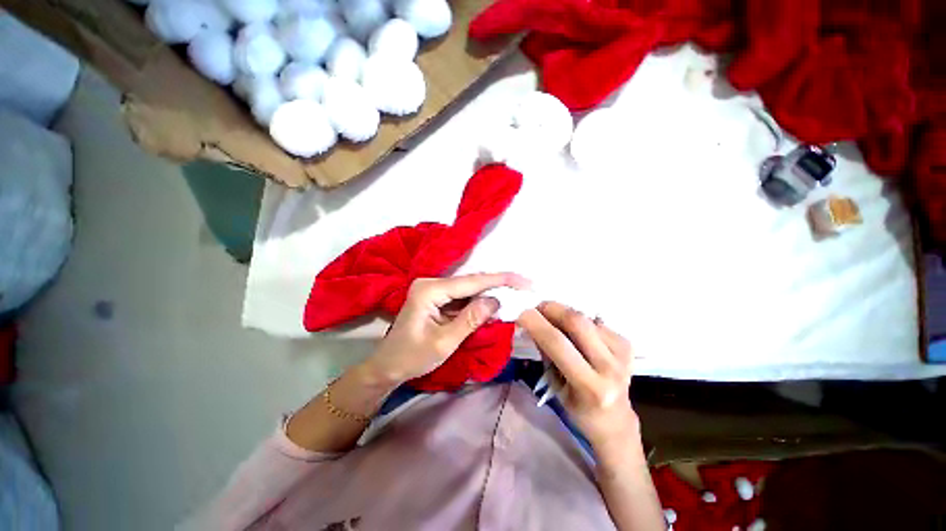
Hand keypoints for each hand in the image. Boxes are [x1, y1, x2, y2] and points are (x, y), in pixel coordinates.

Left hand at [361, 273, 529, 385]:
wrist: (388, 366)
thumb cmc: (411, 357)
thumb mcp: (444, 342)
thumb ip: (470, 319)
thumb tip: (496, 300)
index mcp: (430, 290)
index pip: (471, 282)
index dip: (500, 280)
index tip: (523, 281)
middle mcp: (432, 283)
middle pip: (471, 282)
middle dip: (498, 285)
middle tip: (524, 287)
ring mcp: (433, 290)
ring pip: (469, 290)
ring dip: (490, 294)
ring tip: (515, 295)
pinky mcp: (437, 298)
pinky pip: (462, 298)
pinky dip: (478, 303)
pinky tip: (494, 306)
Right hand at [518, 302, 638, 447]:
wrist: (615, 419)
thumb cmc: (578, 407)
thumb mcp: (554, 386)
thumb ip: (545, 353)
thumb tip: (532, 323)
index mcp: (589, 387)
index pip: (557, 344)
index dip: (536, 323)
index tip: (521, 312)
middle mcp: (610, 368)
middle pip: (577, 322)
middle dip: (552, 308)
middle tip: (537, 308)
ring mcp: (622, 355)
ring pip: (586, 319)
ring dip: (565, 314)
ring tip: (554, 320)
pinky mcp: (628, 345)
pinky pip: (597, 322)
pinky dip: (580, 321)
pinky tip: (576, 332)